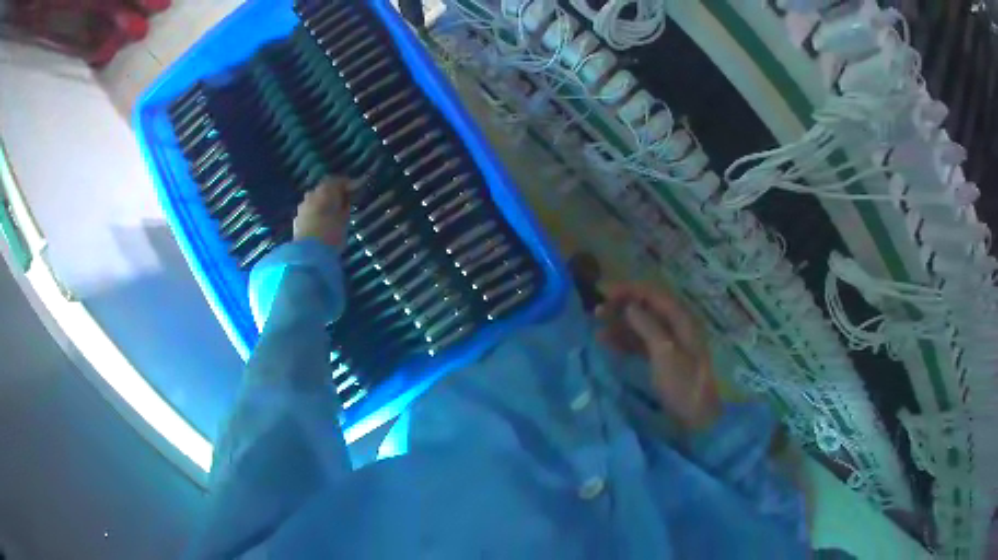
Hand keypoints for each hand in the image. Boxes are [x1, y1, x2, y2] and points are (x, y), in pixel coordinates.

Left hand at [293, 177, 352, 248]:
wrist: (309, 254)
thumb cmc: (332, 234)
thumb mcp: (345, 219)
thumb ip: (345, 206)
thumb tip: (346, 199)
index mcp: (325, 190)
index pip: (337, 180)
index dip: (346, 184)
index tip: (355, 189)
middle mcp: (311, 195)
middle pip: (323, 190)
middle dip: (332, 194)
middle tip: (342, 203)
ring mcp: (302, 207)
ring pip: (314, 201)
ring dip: (322, 204)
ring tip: (330, 215)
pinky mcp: (296, 220)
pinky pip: (308, 212)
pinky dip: (314, 214)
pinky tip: (320, 224)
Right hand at [597, 285, 721, 432]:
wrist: (696, 417)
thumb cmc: (683, 383)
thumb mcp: (665, 353)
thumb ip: (647, 326)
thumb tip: (629, 305)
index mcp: (682, 319)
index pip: (653, 294)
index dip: (629, 290)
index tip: (604, 293)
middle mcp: (676, 326)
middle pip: (647, 308)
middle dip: (622, 307)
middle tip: (597, 312)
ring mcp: (670, 342)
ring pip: (642, 325)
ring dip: (620, 325)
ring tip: (597, 328)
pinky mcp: (662, 358)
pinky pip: (641, 342)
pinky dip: (625, 341)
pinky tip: (608, 343)